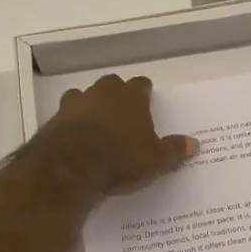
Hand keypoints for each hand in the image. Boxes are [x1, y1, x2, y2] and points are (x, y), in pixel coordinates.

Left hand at [45, 74, 197, 195]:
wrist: (71, 167)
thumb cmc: (121, 159)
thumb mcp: (156, 160)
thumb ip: (174, 150)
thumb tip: (195, 143)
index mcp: (131, 96)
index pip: (141, 84)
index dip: (145, 93)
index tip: (147, 102)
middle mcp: (103, 92)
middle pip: (112, 84)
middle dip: (117, 95)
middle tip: (122, 114)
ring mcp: (76, 102)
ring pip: (85, 95)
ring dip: (91, 106)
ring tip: (96, 126)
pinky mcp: (55, 118)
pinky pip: (66, 114)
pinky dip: (71, 122)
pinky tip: (75, 138)